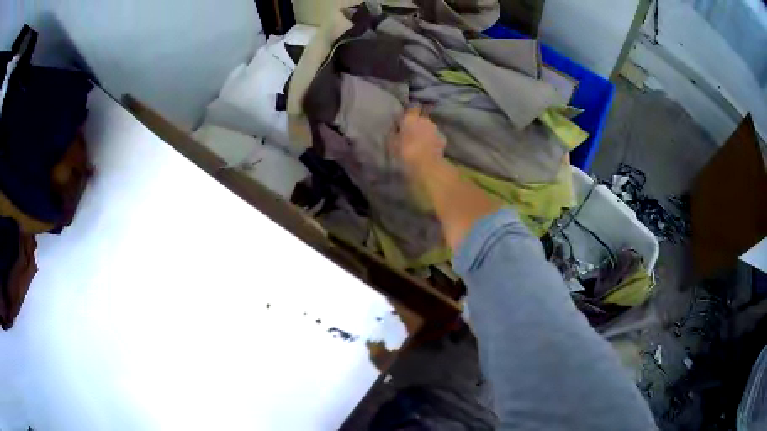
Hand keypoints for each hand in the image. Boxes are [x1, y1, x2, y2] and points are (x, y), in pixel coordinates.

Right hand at [391, 106, 445, 173]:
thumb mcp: (392, 144)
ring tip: (421, 142)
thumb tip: (395, 128)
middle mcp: (425, 120)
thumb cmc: (405, 153)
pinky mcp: (443, 140)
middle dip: (418, 123)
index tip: (407, 117)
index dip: (410, 111)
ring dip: (426, 132)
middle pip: (422, 118)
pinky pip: (436, 137)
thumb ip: (394, 133)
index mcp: (411, 119)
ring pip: (429, 127)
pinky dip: (433, 141)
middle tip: (412, 133)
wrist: (426, 165)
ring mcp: (436, 129)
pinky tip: (429, 149)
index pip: (412, 108)